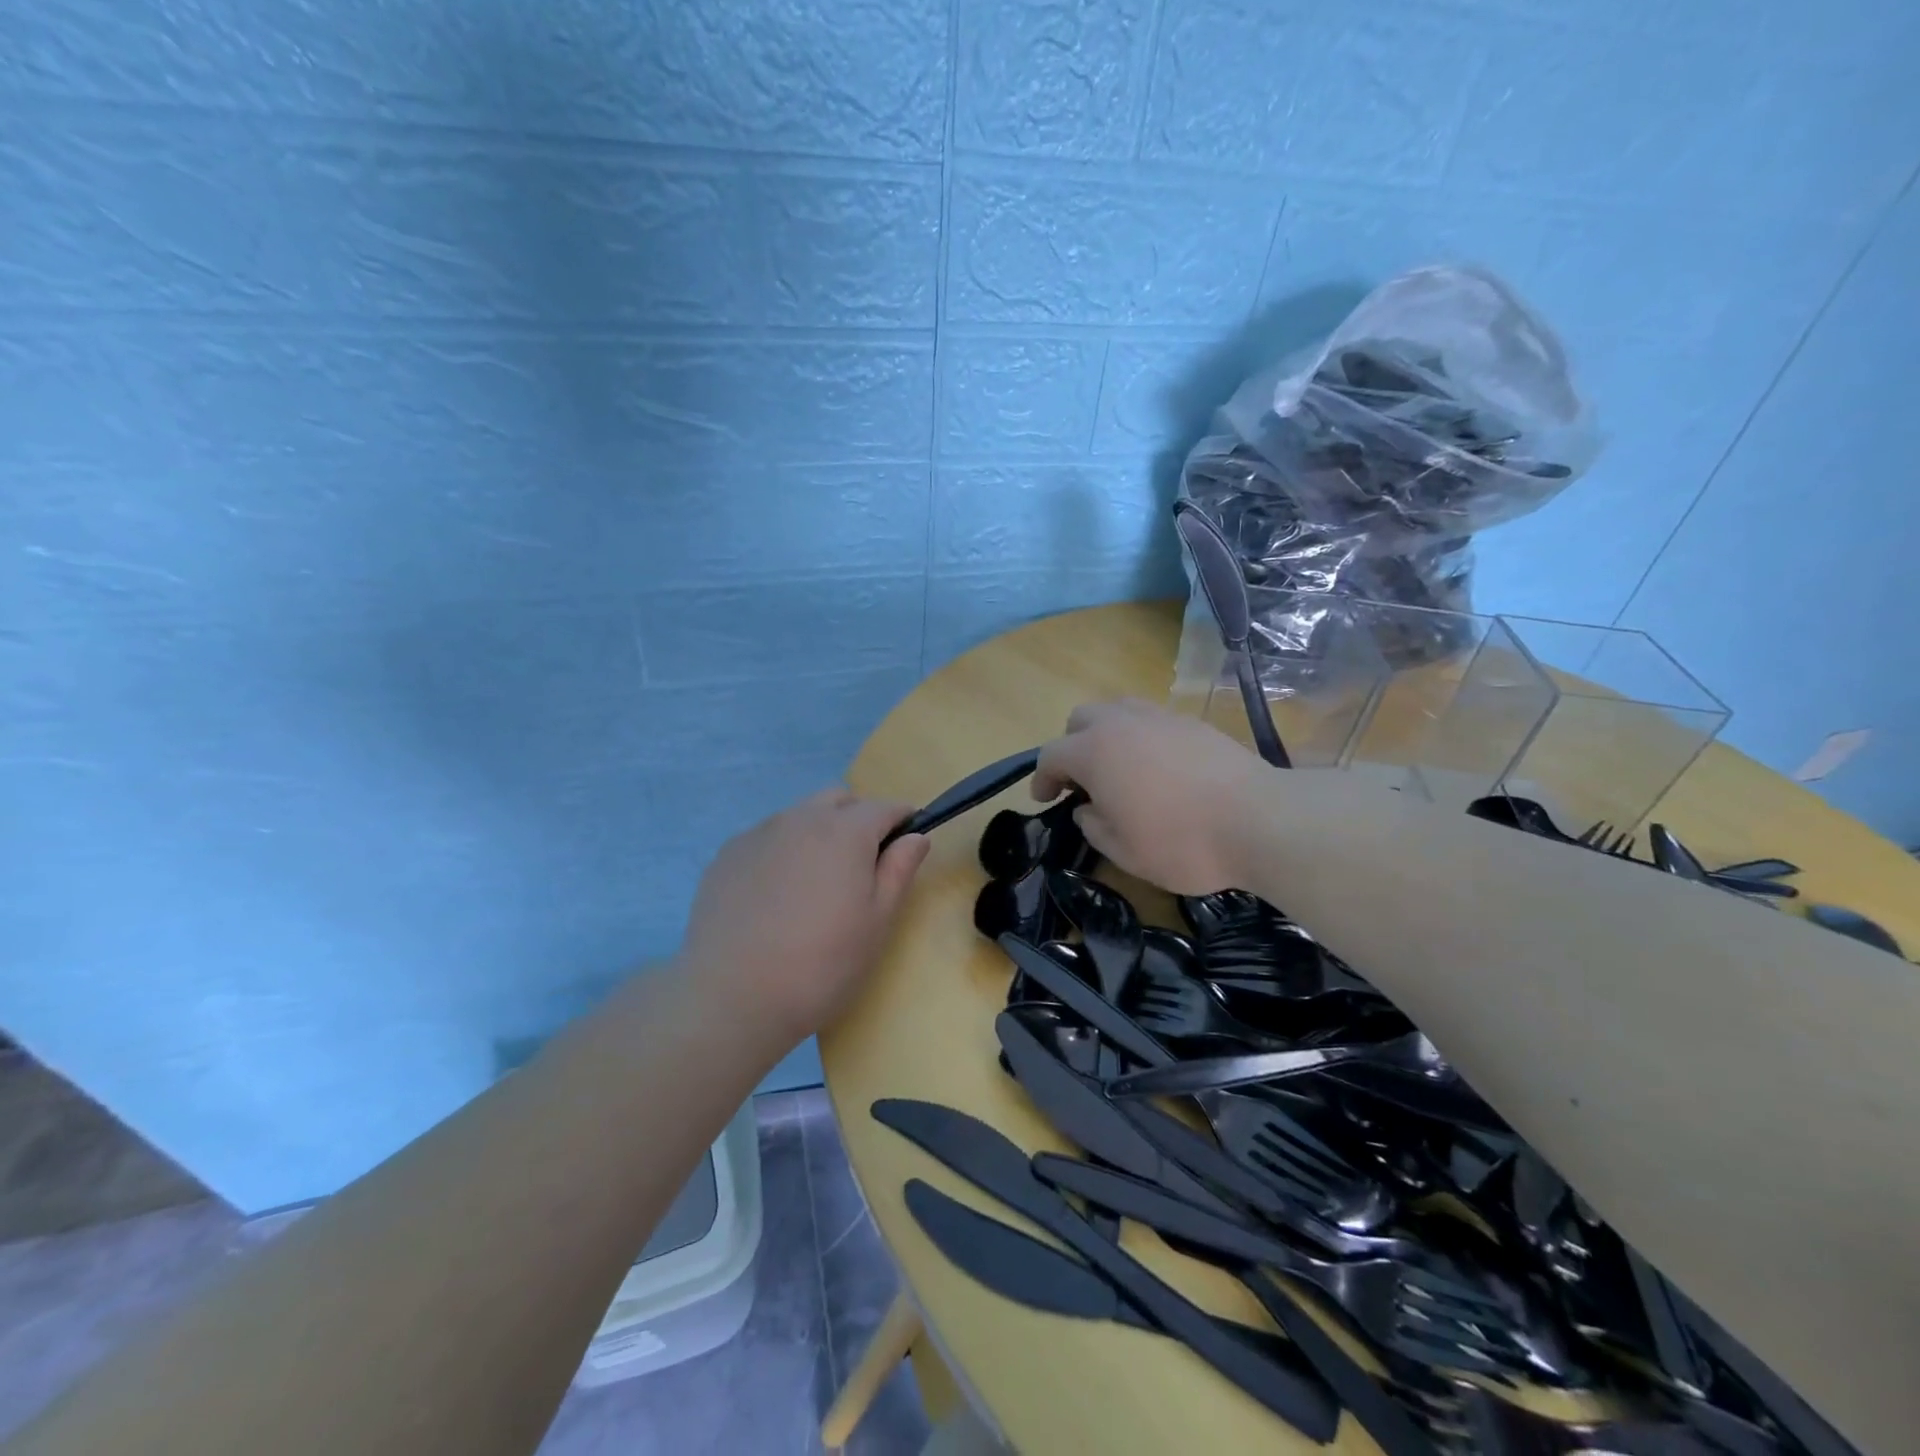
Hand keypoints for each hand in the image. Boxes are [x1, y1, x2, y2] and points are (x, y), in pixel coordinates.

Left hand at [678, 788, 929, 1046]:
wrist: (731, 997)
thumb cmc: (822, 963)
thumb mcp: (877, 922)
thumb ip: (899, 870)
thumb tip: (915, 836)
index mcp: (845, 831)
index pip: (884, 807)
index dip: (902, 820)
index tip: (906, 844)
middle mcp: (801, 818)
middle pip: (839, 798)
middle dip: (858, 818)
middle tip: (861, 866)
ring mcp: (758, 833)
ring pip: (800, 815)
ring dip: (818, 832)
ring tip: (815, 884)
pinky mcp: (727, 855)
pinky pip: (767, 837)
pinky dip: (783, 851)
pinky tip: (776, 896)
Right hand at [1033, 698, 1270, 894]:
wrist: (1259, 820)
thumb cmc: (1181, 842)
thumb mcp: (1124, 851)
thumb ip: (1093, 826)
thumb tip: (1086, 808)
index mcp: (1094, 752)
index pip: (1051, 754)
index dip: (1042, 778)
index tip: (1045, 799)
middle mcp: (1122, 723)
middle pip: (1081, 719)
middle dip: (1072, 745)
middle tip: (1081, 779)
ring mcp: (1160, 717)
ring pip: (1118, 710)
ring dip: (1106, 734)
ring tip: (1119, 767)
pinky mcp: (1193, 722)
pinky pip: (1152, 719)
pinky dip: (1141, 737)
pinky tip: (1158, 768)